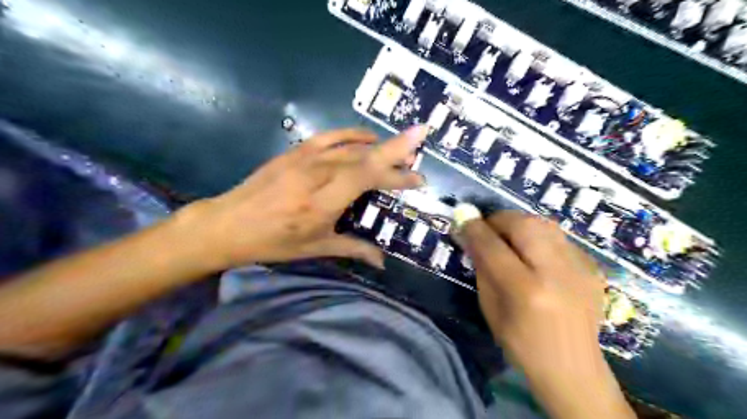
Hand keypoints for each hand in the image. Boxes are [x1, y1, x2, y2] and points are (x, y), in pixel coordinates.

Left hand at [179, 127, 428, 271]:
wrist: (228, 223)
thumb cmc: (274, 241)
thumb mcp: (315, 248)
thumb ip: (354, 249)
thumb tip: (383, 262)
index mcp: (322, 202)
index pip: (367, 178)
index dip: (395, 175)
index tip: (418, 178)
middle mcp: (317, 174)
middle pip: (364, 156)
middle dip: (397, 149)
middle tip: (422, 139)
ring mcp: (304, 158)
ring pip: (350, 145)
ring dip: (378, 143)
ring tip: (400, 146)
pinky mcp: (295, 151)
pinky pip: (330, 136)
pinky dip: (352, 134)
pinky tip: (367, 138)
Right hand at [452, 208, 631, 418]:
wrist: (573, 368)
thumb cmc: (521, 343)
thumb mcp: (490, 307)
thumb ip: (482, 267)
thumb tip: (470, 234)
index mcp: (525, 291)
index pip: (493, 246)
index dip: (475, 228)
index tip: (463, 217)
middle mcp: (556, 273)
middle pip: (523, 224)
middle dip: (499, 219)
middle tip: (487, 227)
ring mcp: (580, 268)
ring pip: (544, 224)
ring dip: (520, 223)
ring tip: (508, 235)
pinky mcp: (592, 267)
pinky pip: (559, 237)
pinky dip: (540, 237)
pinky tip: (534, 253)